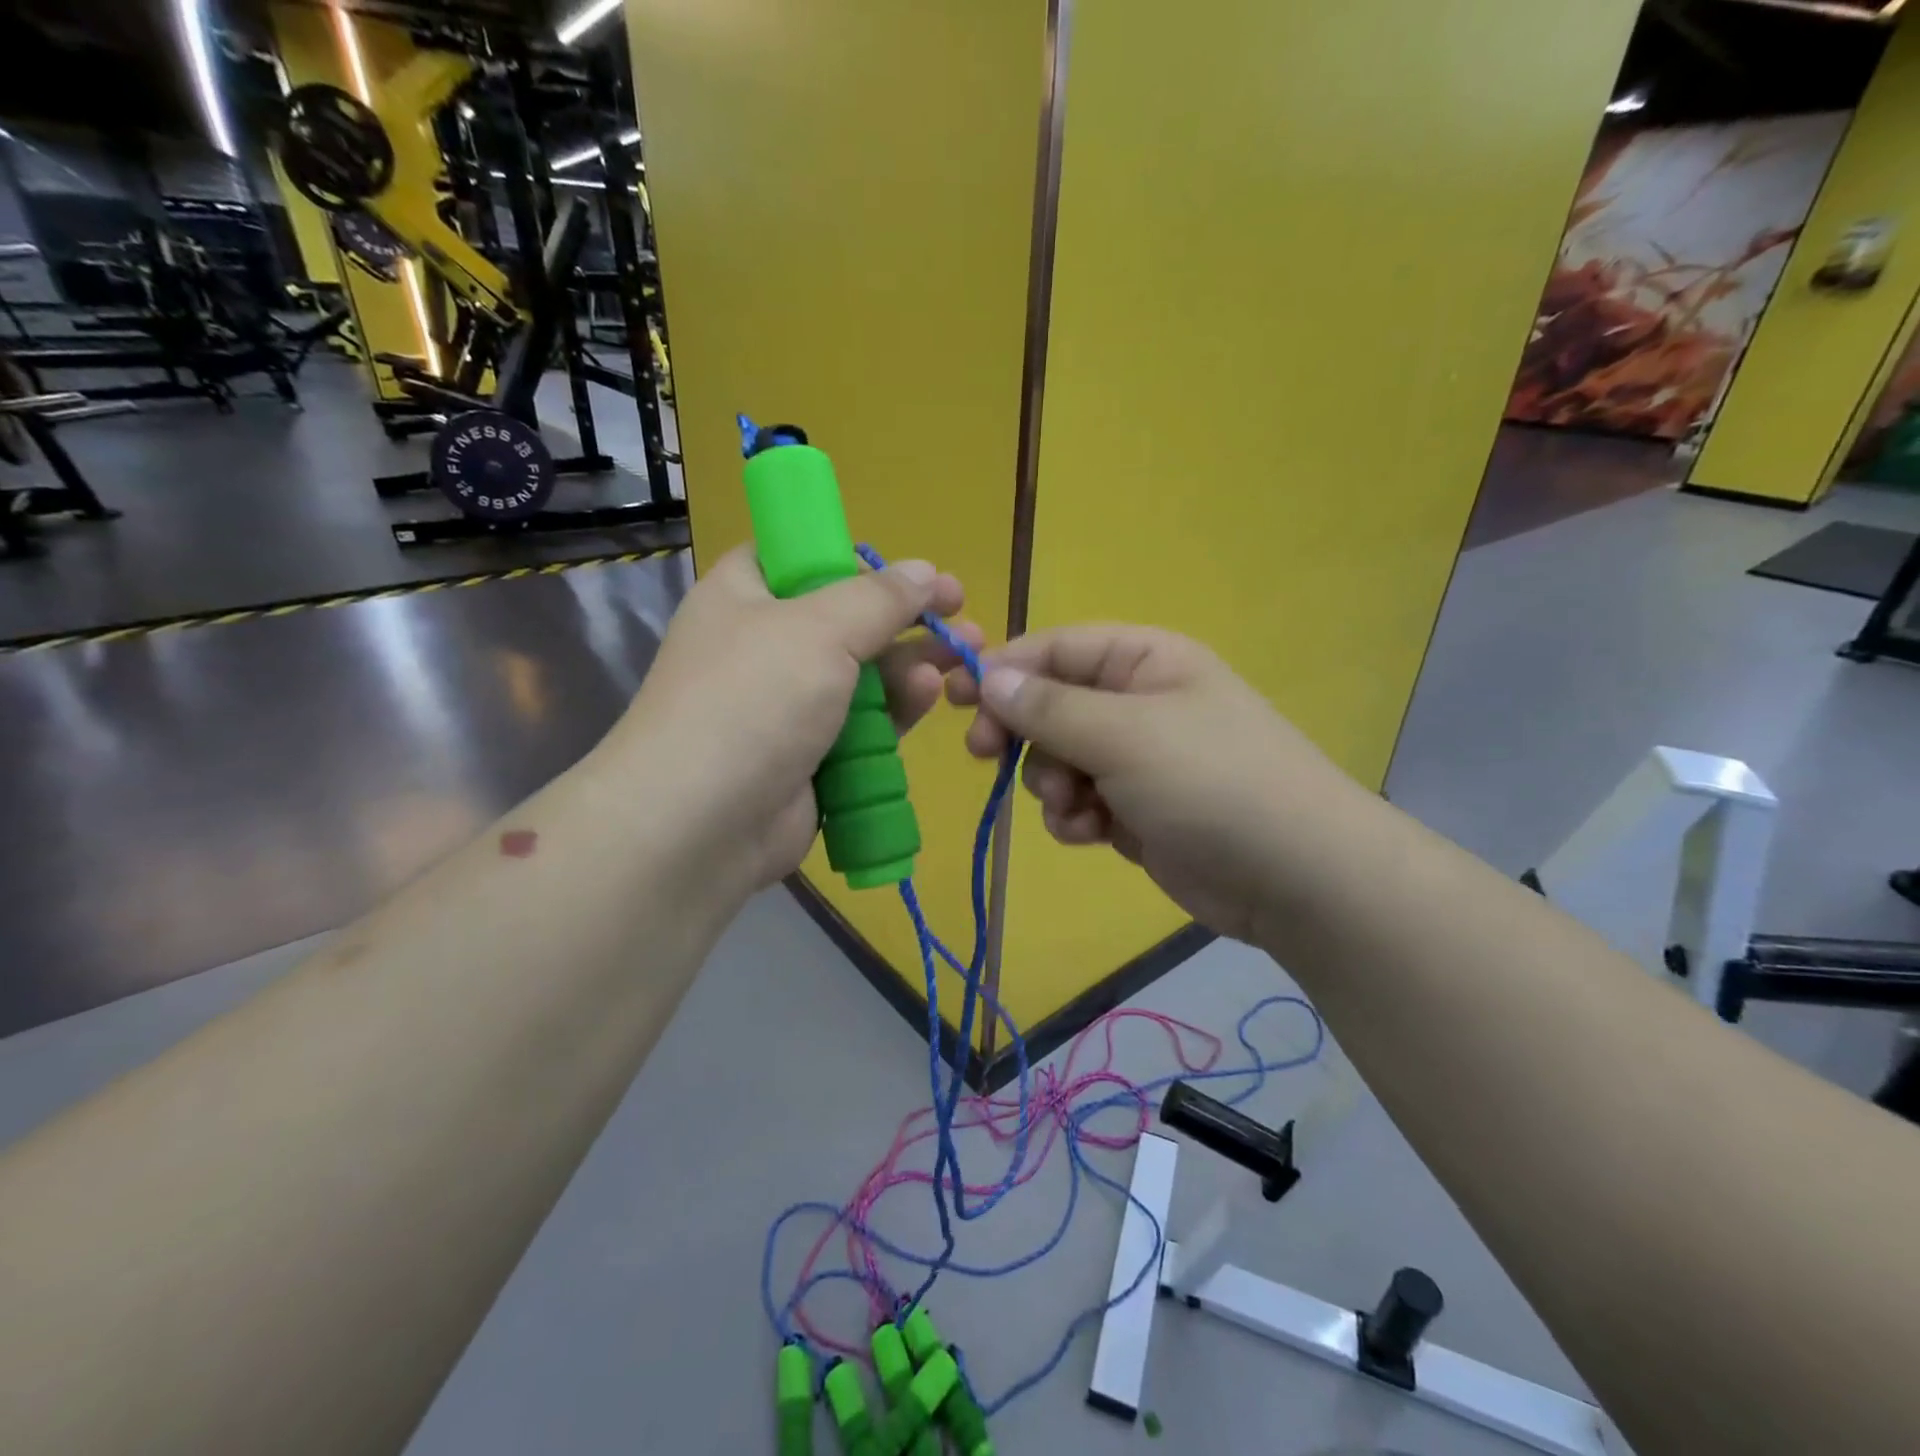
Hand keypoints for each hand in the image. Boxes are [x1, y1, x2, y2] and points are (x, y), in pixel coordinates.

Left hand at [610, 544, 983, 903]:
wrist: (700, 825)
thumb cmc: (751, 701)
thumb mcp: (817, 629)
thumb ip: (878, 598)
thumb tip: (923, 571)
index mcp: (745, 595)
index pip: (802, 558)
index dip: (859, 560)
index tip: (911, 573)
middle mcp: (765, 645)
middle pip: (846, 620)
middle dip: (907, 618)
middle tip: (962, 615)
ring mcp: (788, 706)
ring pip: (863, 675)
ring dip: (911, 665)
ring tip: (964, 657)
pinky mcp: (812, 756)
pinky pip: (864, 724)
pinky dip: (896, 710)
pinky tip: (927, 697)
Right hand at [949, 625, 1354, 942]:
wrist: (1294, 876)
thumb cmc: (1211, 782)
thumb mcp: (1124, 734)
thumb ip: (1049, 707)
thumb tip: (988, 677)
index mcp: (1143, 661)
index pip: (1055, 648)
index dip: (1003, 668)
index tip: (955, 697)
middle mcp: (1137, 702)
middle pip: (1049, 705)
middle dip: (1023, 734)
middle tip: (985, 755)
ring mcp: (1136, 759)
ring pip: (1057, 759)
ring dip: (1051, 784)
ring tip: (1076, 808)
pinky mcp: (1134, 809)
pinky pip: (1078, 801)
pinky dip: (1074, 817)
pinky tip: (1092, 834)